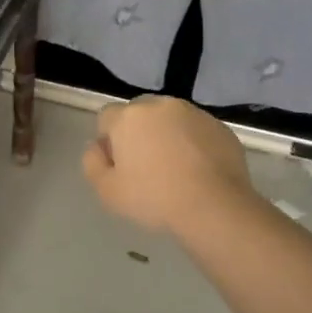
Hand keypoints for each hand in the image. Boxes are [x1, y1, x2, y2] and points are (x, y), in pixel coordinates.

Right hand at [81, 96, 252, 234]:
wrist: (214, 207)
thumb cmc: (154, 199)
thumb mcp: (107, 191)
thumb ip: (92, 162)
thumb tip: (97, 147)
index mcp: (129, 117)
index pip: (107, 117)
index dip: (108, 140)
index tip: (118, 165)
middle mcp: (160, 105)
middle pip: (139, 112)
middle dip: (138, 132)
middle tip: (145, 166)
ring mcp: (194, 113)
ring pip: (170, 118)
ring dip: (166, 134)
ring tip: (175, 168)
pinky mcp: (220, 127)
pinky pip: (196, 130)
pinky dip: (192, 142)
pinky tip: (197, 170)